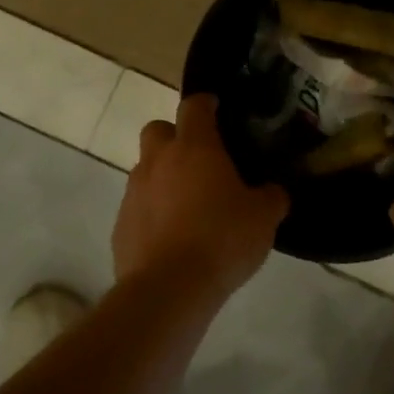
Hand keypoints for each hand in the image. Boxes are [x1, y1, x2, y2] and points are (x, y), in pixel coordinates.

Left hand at [113, 95, 288, 302]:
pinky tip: (171, 237)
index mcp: (195, 147)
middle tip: (198, 159)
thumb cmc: (222, 239)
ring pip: (145, 169)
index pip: (194, 106)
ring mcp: (135, 192)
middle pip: (158, 130)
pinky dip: (151, 213)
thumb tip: (273, 191)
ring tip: (187, 204)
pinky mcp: (121, 225)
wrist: (169, 289)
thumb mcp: (263, 217)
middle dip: (174, 137)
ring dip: (162, 177)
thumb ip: (271, 197)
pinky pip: (137, 207)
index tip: (216, 108)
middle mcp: (159, 160)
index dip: (206, 104)